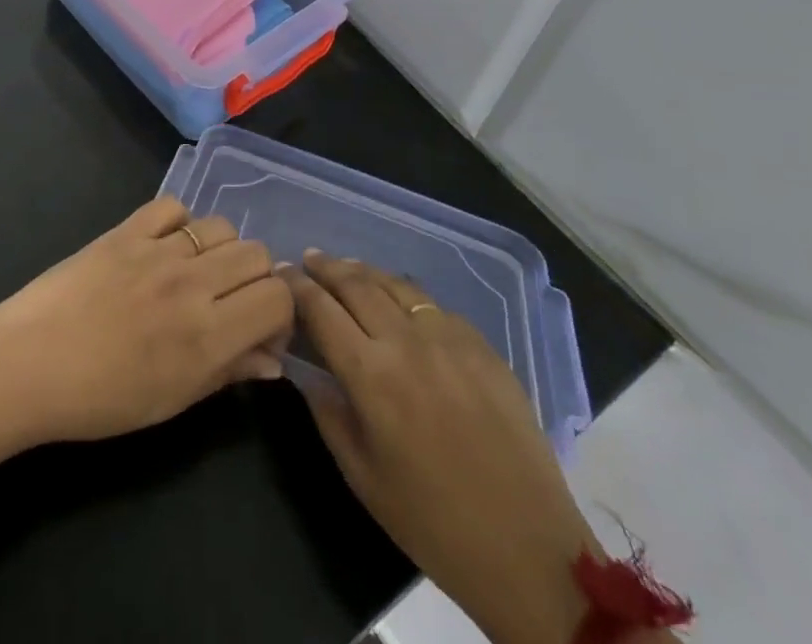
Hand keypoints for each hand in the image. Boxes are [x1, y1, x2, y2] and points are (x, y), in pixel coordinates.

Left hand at [0, 197, 293, 444]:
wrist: (28, 364)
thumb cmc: (100, 399)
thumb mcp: (171, 401)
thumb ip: (227, 373)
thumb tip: (273, 359)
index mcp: (208, 335)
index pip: (278, 297)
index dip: (281, 312)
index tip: (261, 330)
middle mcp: (192, 284)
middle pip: (256, 254)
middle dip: (256, 279)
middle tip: (231, 302)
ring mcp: (157, 250)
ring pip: (221, 226)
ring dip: (222, 249)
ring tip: (198, 274)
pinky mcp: (126, 229)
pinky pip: (172, 206)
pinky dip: (179, 223)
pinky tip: (165, 246)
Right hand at [285, 253, 601, 643]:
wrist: (530, 552)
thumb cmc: (434, 524)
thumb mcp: (362, 478)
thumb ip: (328, 414)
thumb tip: (304, 370)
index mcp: (371, 376)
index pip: (321, 310)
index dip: (296, 286)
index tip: (281, 272)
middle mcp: (407, 343)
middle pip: (356, 284)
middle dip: (326, 267)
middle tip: (308, 258)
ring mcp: (450, 339)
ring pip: (396, 284)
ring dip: (364, 272)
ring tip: (347, 268)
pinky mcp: (483, 347)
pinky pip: (435, 307)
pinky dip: (407, 297)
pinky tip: (401, 304)